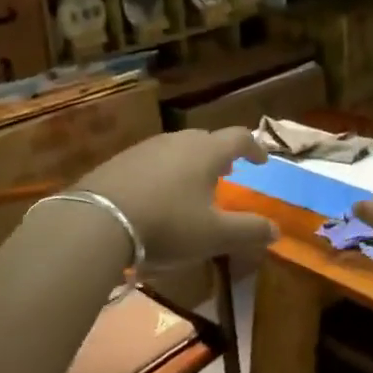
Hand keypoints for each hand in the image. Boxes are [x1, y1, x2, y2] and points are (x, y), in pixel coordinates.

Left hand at [81, 127, 277, 269]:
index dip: (254, 147)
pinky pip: (151, 161)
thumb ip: (248, 231)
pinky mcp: (118, 161)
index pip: (239, 137)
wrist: (96, 222)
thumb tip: (276, 230)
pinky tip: (155, 195)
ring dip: (190, 162)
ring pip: (177, 148)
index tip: (261, 162)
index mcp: (207, 152)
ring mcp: (145, 148)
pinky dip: (163, 172)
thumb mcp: (214, 235)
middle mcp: (178, 141)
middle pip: (206, 139)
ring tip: (191, 184)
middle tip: (227, 172)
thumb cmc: (167, 224)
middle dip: (220, 154)